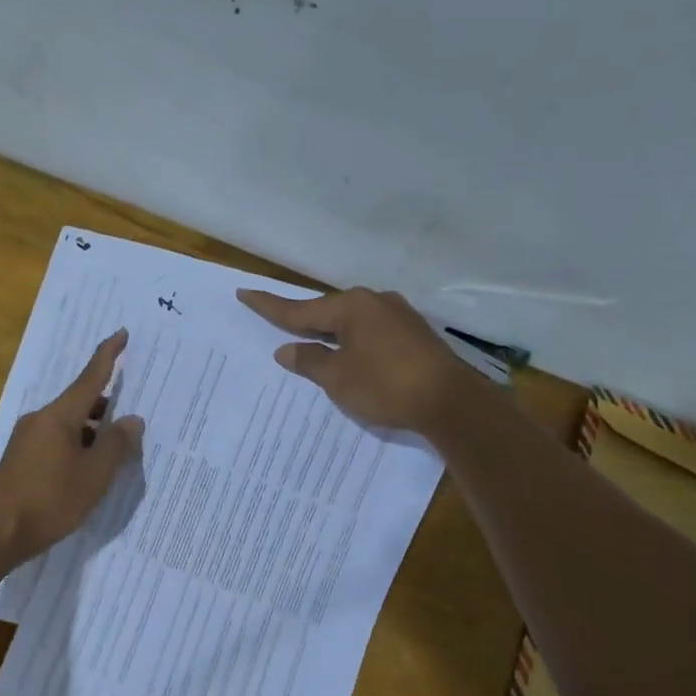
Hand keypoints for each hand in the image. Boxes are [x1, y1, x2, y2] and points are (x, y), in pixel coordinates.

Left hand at [0, 329, 144, 563]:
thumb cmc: (51, 501)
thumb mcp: (94, 475)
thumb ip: (116, 445)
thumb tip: (131, 420)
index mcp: (59, 416)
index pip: (90, 377)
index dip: (108, 355)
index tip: (122, 334)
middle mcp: (40, 419)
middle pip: (79, 402)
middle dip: (105, 405)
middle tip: (130, 418)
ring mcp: (27, 438)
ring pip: (68, 423)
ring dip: (91, 430)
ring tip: (114, 450)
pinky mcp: (20, 457)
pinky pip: (56, 439)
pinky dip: (77, 443)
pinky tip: (87, 467)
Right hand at [236, 285, 486, 435]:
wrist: (450, 401)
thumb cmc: (385, 386)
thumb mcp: (338, 378)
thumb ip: (310, 361)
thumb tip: (287, 350)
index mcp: (351, 307)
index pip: (300, 309)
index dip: (269, 306)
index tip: (245, 293)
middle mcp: (374, 302)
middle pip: (328, 312)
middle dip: (304, 321)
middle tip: (278, 324)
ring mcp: (399, 316)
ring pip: (352, 322)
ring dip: (331, 334)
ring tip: (312, 345)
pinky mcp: (414, 334)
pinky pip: (371, 332)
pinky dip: (354, 342)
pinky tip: (350, 355)